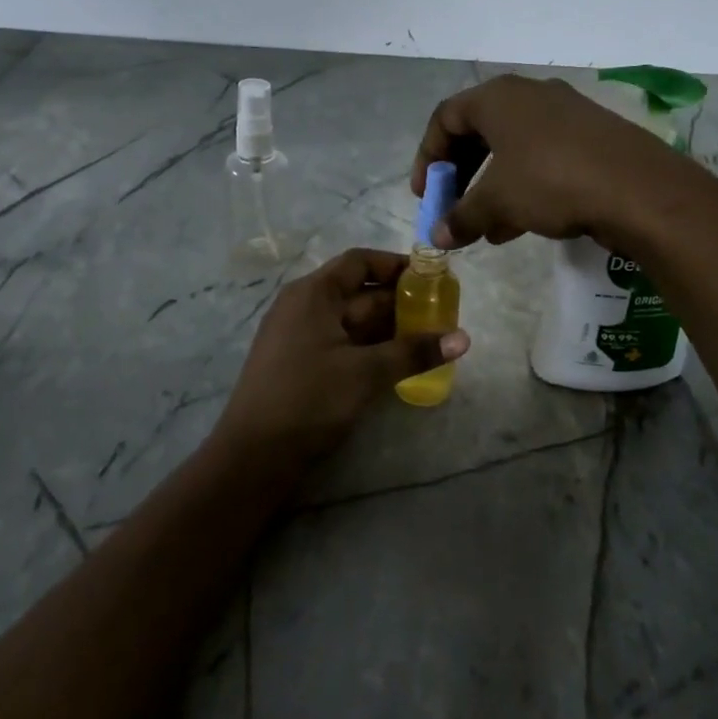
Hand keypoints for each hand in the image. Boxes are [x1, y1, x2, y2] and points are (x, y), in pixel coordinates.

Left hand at [212, 249, 470, 472]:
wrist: (253, 456)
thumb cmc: (308, 399)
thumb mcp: (365, 373)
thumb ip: (414, 352)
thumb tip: (464, 338)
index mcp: (313, 293)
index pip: (359, 262)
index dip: (396, 265)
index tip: (431, 277)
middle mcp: (304, 306)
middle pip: (359, 292)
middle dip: (400, 301)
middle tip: (441, 313)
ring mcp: (300, 336)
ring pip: (353, 321)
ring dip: (389, 327)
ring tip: (429, 338)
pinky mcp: (301, 364)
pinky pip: (343, 343)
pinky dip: (371, 347)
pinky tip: (398, 361)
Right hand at [410, 75, 690, 248]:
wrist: (640, 189)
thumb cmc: (552, 182)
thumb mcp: (498, 202)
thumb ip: (461, 217)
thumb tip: (437, 237)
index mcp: (499, 97)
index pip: (446, 119)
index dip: (428, 158)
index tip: (426, 194)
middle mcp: (530, 95)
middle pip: (479, 131)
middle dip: (461, 174)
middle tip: (453, 205)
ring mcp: (565, 113)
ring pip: (513, 148)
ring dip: (492, 186)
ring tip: (485, 228)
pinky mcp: (592, 135)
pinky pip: (543, 157)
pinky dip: (524, 186)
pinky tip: (522, 225)